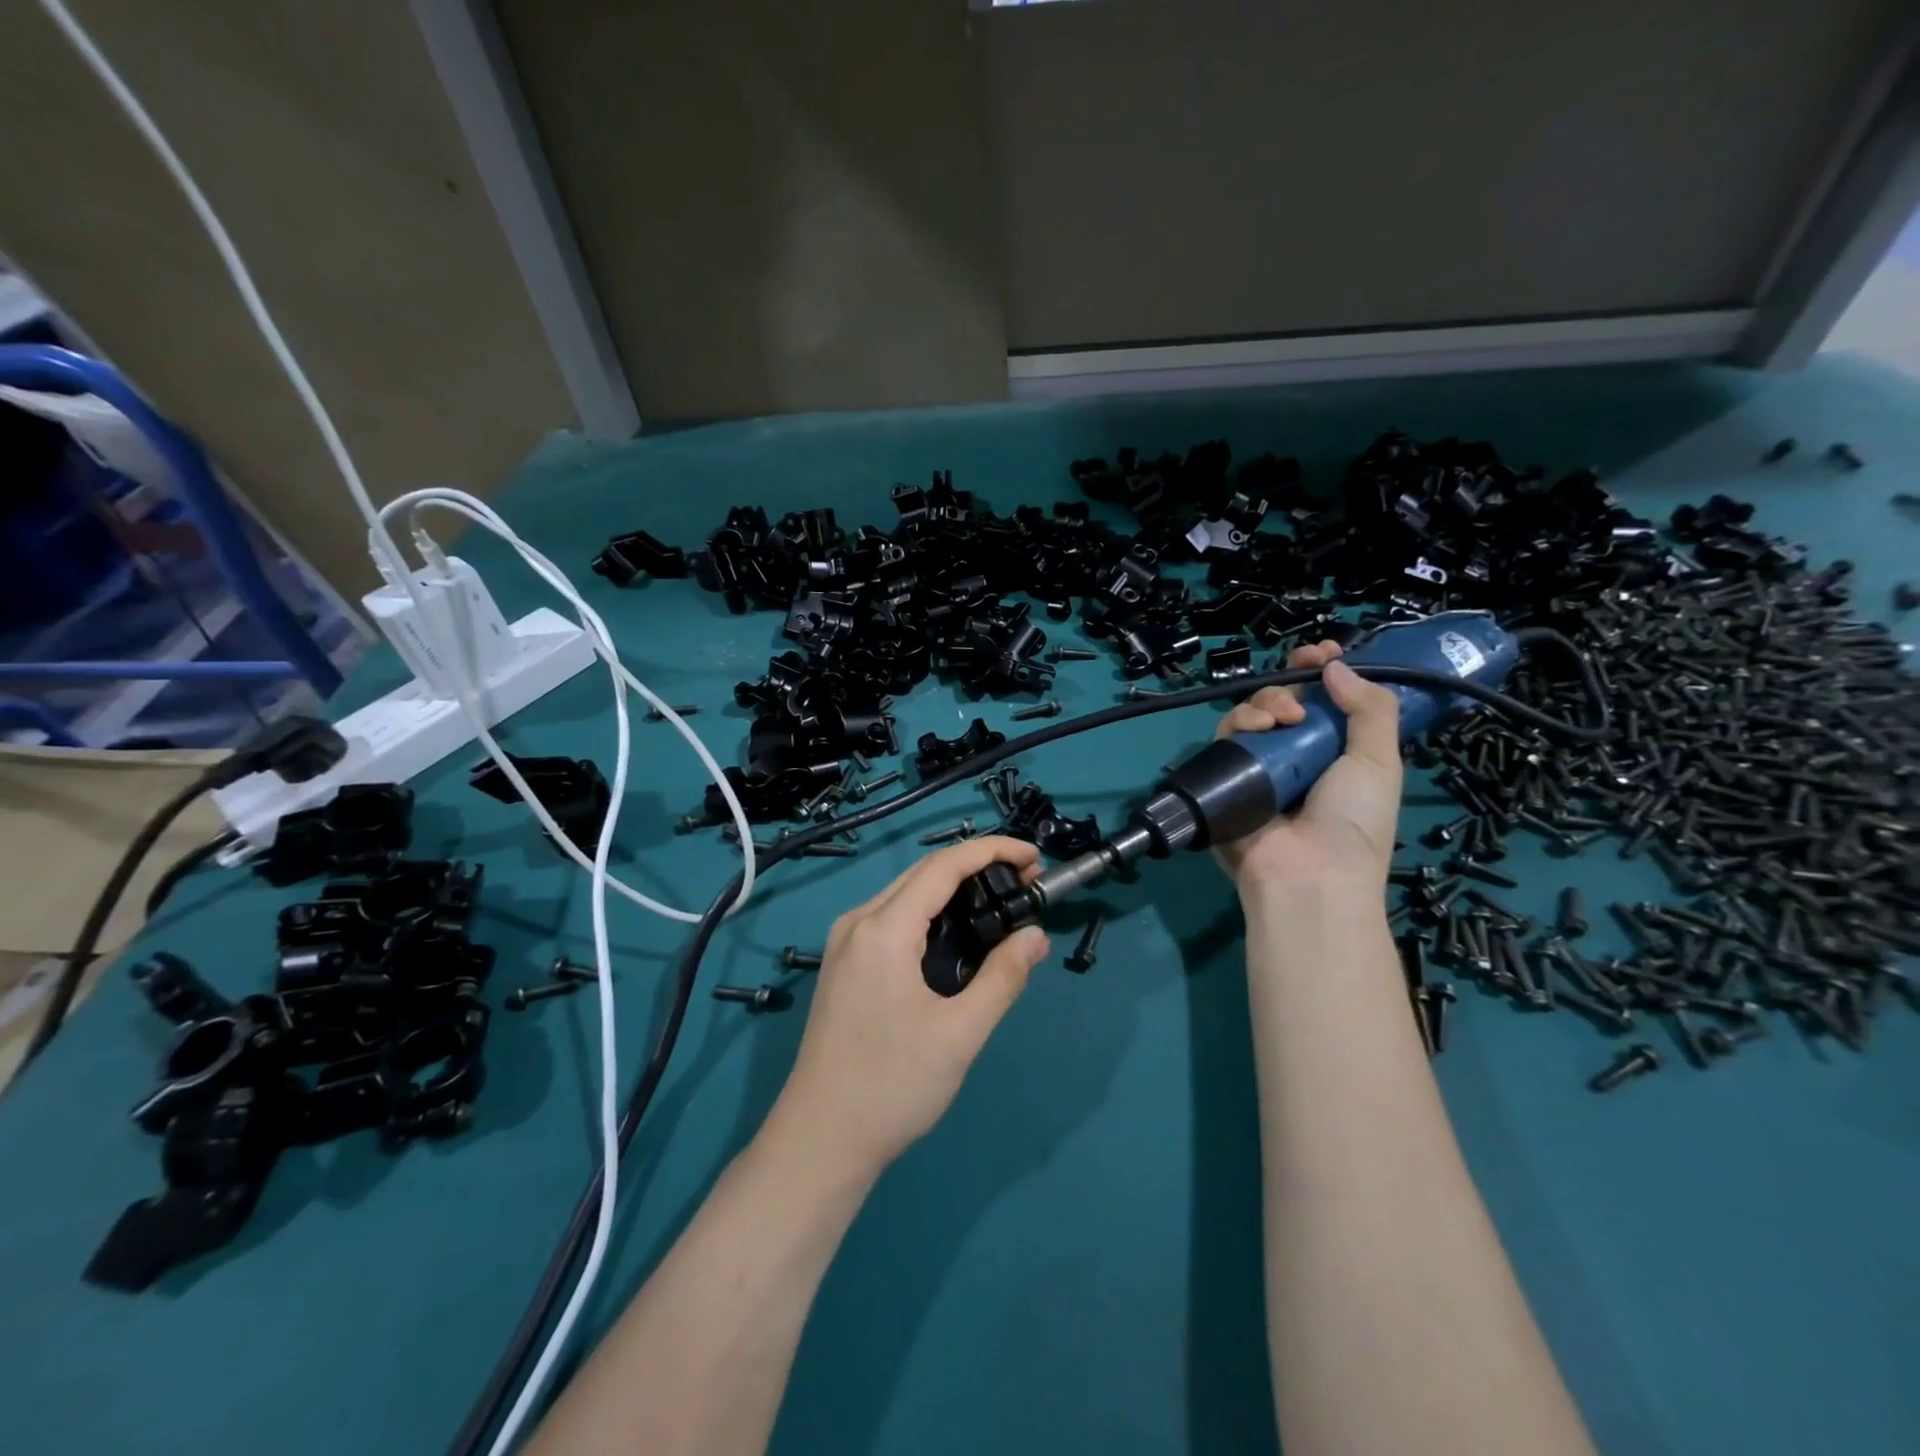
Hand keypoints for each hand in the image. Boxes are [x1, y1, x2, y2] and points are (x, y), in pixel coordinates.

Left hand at [769, 837, 1050, 1176]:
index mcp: (882, 929)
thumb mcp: (959, 1033)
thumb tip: (1035, 936)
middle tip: (1024, 881)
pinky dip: (929, 912)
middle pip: (922, 874)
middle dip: (975, 866)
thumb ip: (1003, 977)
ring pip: (905, 894)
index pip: (943, 867)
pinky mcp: (843, 965)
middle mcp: (857, 923)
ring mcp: (844, 943)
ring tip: (998, 903)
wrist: (820, 1140)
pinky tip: (956, 935)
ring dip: (952, 888)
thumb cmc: (892, 1086)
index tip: (1033, 856)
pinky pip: (891, 918)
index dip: (991, 851)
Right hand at [1211, 639, 1403, 901]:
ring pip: (1254, 713)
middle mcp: (1298, 756)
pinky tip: (1259, 727)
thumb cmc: (1354, 822)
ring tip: (1281, 718)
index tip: (1324, 653)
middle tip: (1303, 674)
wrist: (1308, 876)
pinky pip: (1227, 738)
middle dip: (1293, 680)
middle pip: (1286, 701)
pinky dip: (1240, 723)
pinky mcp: (1228, 777)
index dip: (1325, 674)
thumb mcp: (1379, 762)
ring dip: (1268, 701)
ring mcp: (1261, 767)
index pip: (1327, 703)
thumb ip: (1369, 709)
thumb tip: (1336, 666)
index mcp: (1338, 754)